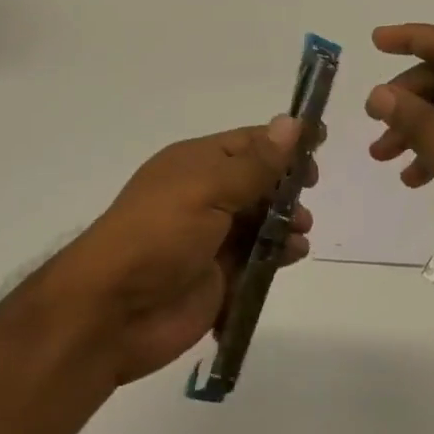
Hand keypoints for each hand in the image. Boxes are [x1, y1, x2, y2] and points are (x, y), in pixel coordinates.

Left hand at [55, 118, 314, 385]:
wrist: (113, 311)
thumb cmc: (159, 235)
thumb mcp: (207, 188)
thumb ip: (255, 163)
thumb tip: (292, 122)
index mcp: (195, 164)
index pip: (248, 142)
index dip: (283, 142)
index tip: (320, 143)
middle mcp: (203, 195)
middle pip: (258, 181)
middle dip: (287, 185)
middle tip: (309, 192)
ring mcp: (210, 238)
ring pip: (261, 221)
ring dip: (286, 222)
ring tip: (300, 231)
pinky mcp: (219, 277)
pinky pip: (257, 259)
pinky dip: (277, 255)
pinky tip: (291, 256)